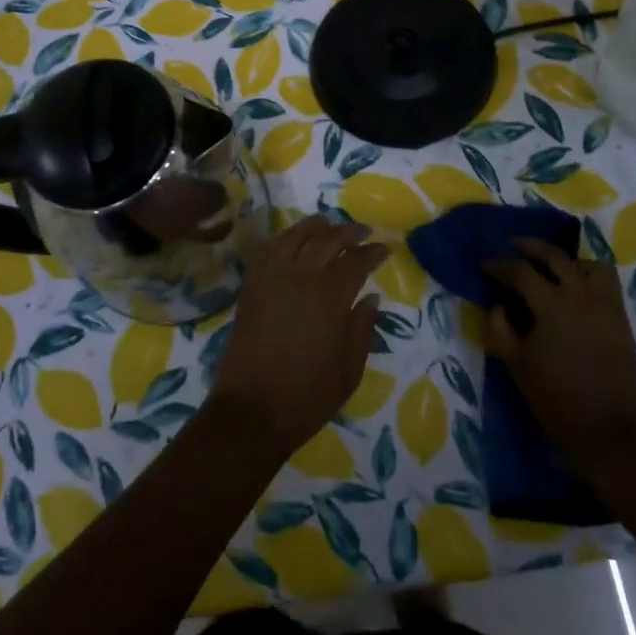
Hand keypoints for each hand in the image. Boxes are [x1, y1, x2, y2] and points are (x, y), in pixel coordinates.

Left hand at [209, 216, 387, 458]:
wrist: (250, 411)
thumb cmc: (306, 398)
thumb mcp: (348, 372)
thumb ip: (361, 330)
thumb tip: (371, 297)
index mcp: (329, 300)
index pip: (356, 262)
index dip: (372, 252)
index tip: (385, 248)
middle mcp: (300, 280)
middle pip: (327, 241)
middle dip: (348, 232)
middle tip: (363, 231)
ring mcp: (271, 280)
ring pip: (294, 237)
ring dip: (314, 227)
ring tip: (328, 223)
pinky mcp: (250, 288)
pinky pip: (268, 251)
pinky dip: (283, 239)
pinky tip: (292, 240)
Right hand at [481, 238, 635, 465]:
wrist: (608, 431)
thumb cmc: (555, 398)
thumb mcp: (516, 364)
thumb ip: (500, 328)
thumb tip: (497, 305)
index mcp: (551, 304)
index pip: (520, 271)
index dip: (498, 265)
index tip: (483, 264)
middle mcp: (580, 294)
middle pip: (554, 256)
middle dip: (529, 247)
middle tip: (512, 246)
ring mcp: (605, 304)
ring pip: (586, 263)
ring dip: (565, 260)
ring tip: (550, 267)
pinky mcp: (621, 318)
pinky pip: (607, 282)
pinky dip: (589, 275)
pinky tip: (576, 288)